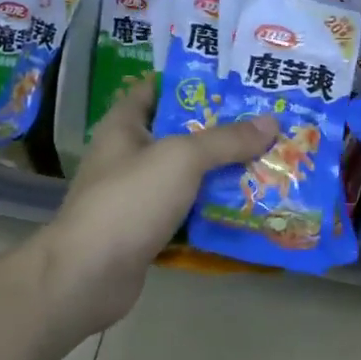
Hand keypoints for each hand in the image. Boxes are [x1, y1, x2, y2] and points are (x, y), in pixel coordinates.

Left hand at [30, 77, 277, 334]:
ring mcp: (135, 195)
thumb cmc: (129, 201)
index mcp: (124, 126)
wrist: (88, 277)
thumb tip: (272, 121)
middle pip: (178, 133)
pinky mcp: (146, 230)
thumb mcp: (182, 159)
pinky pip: (185, 210)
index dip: (190, 82)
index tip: (233, 82)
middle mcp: (127, 156)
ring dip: (220, 171)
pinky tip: (246, 205)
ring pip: (185, 175)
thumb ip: (226, 139)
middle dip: (219, 129)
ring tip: (266, 160)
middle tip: (265, 122)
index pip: (155, 90)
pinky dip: (211, 208)